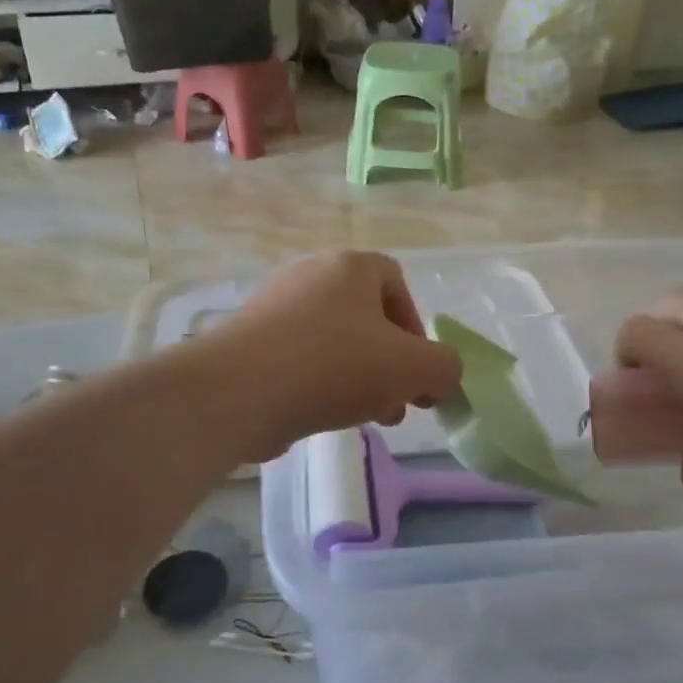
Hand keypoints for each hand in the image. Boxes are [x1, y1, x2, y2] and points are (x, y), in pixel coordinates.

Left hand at [203, 251, 463, 460]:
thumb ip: (445, 368)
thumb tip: (441, 378)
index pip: (396, 282)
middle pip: (365, 316)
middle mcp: (310, 275)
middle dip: (389, 363)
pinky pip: (297, 357)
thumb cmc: (334, 366)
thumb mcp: (413, 369)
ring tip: (363, 416)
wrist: (238, 390)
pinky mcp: (248, 340)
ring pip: (332, 341)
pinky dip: (317, 382)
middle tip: (397, 403)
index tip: (416, 371)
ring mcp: (273, 306)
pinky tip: (320, 414)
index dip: (416, 327)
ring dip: (357, 377)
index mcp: (350, 267)